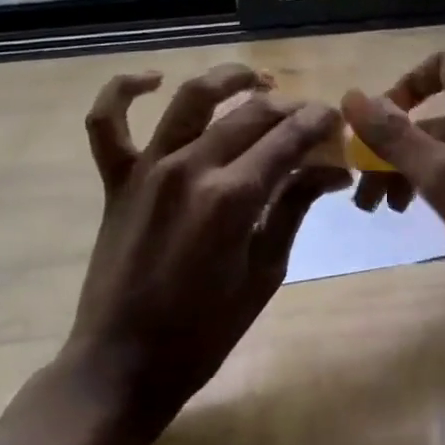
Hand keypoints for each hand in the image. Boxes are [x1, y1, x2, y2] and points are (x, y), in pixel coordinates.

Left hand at [65, 64, 349, 435]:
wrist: (122, 366)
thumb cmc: (204, 332)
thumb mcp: (265, 272)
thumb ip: (294, 208)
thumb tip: (333, 171)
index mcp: (232, 198)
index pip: (288, 138)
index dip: (319, 123)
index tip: (337, 121)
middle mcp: (190, 168)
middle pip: (251, 114)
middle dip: (290, 108)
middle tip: (310, 119)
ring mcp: (148, 168)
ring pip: (191, 99)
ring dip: (228, 79)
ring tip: (256, 78)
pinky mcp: (116, 179)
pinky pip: (106, 124)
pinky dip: (123, 91)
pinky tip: (153, 80)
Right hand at [342, 52, 444, 360]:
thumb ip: (397, 137)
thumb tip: (352, 97)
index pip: (442, 66)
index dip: (406, 85)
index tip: (377, 123)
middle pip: (434, 116)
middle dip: (393, 146)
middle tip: (364, 192)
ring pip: (443, 151)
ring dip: (407, 171)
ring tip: (383, 211)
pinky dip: (433, 189)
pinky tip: (418, 216)